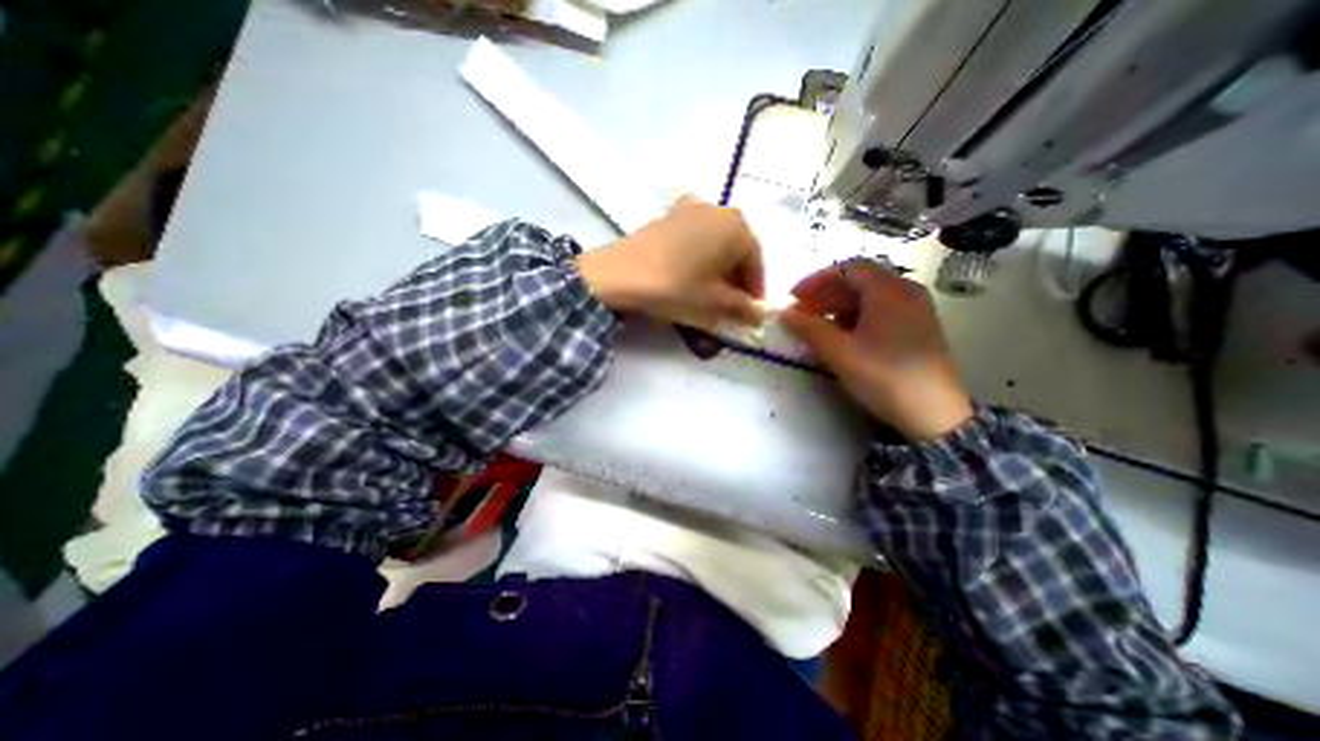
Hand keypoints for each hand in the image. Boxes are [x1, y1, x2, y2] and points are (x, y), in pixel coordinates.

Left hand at [576, 196, 764, 330]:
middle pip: (737, 251)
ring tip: (707, 293)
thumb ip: (744, 309)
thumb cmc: (676, 288)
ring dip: (717, 269)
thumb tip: (759, 315)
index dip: (754, 292)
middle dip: (736, 280)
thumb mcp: (715, 304)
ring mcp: (690, 209)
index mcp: (737, 227)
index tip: (749, 314)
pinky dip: (698, 257)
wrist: (620, 275)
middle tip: (729, 306)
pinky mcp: (668, 216)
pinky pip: (694, 239)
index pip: (756, 264)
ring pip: (715, 244)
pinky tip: (687, 275)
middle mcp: (718, 210)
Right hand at [777, 258, 971, 440]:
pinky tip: (843, 337)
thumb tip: (784, 314)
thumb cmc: (883, 376)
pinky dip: (856, 318)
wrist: (933, 414)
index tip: (794, 297)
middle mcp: (906, 292)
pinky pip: (881, 312)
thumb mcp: (839, 352)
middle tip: (802, 314)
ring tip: (818, 327)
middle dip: (825, 295)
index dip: (817, 280)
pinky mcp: (918, 329)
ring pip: (869, 298)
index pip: (848, 268)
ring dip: (839, 307)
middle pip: (859, 281)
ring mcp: (916, 311)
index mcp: (889, 291)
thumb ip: (809, 329)